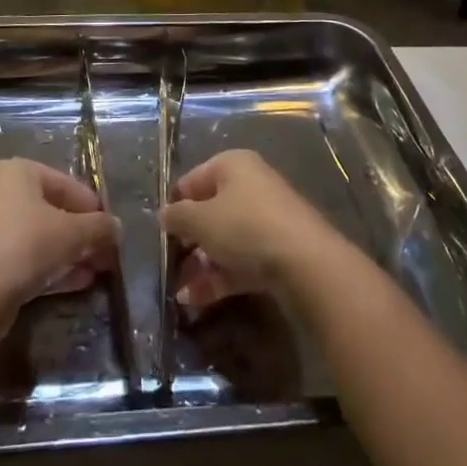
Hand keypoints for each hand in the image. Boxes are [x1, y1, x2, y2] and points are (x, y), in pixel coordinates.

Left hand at [0, 159, 119, 327]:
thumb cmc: (25, 245)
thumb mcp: (72, 233)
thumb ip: (99, 228)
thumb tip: (116, 228)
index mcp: (17, 171)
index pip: (66, 184)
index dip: (92, 207)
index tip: (111, 230)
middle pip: (51, 210)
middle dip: (81, 234)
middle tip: (105, 255)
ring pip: (38, 237)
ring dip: (68, 254)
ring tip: (94, 273)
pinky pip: (22, 257)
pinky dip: (48, 267)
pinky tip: (74, 284)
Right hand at [159, 150, 341, 317]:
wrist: (305, 262)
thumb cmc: (245, 227)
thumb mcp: (201, 220)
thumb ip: (177, 216)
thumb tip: (164, 214)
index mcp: (232, 164)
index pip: (192, 180)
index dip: (174, 205)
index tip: (161, 232)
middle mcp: (250, 184)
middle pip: (210, 210)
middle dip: (188, 241)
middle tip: (170, 265)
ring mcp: (266, 218)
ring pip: (224, 239)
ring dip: (201, 265)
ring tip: (180, 293)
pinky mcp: (277, 249)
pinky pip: (240, 259)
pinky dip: (219, 277)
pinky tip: (195, 301)